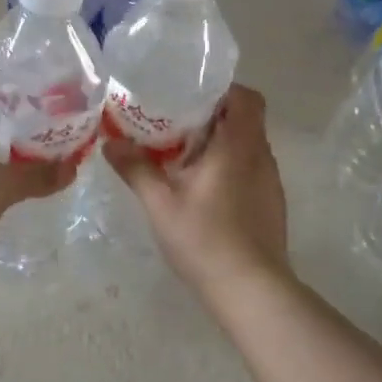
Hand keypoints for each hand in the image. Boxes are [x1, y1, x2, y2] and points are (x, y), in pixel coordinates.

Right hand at [104, 84, 289, 295]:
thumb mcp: (160, 204)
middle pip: (245, 119)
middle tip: (175, 124)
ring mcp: (270, 181)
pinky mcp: (271, 203)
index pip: (247, 97)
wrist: (251, 291)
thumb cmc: (205, 239)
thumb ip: (136, 169)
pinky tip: (203, 189)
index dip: (223, 90)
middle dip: (212, 116)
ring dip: (220, 143)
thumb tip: (110, 143)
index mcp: (238, 146)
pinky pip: (250, 168)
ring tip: (184, 156)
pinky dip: (229, 166)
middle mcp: (260, 157)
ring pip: (247, 145)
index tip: (191, 96)